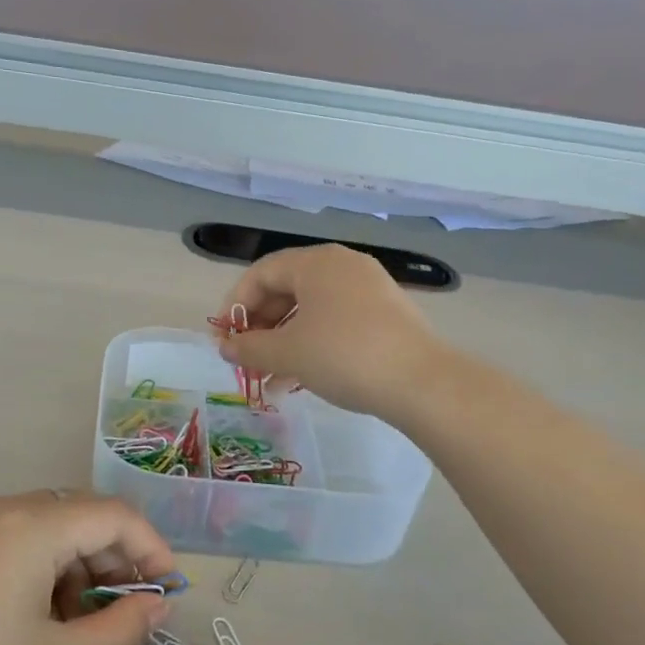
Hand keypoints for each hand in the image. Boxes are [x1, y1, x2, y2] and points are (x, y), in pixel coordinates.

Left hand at [0, 493, 176, 644]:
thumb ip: (120, 629)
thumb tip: (159, 608)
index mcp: (33, 525)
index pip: (115, 515)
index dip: (152, 548)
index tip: (169, 594)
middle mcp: (3, 510)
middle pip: (82, 517)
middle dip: (117, 561)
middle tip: (130, 618)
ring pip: (51, 531)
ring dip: (81, 570)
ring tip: (85, 632)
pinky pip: (18, 544)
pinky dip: (46, 573)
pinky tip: (43, 623)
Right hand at [214, 244, 443, 420]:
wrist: (421, 382)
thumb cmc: (343, 355)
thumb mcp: (287, 353)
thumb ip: (249, 347)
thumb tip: (225, 346)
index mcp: (315, 262)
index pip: (261, 274)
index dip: (235, 305)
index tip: (224, 338)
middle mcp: (341, 265)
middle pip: (285, 289)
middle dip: (259, 327)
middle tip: (244, 358)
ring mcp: (367, 288)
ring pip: (309, 310)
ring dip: (282, 341)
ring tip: (266, 377)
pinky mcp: (384, 313)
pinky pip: (333, 321)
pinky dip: (310, 343)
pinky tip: (298, 378)